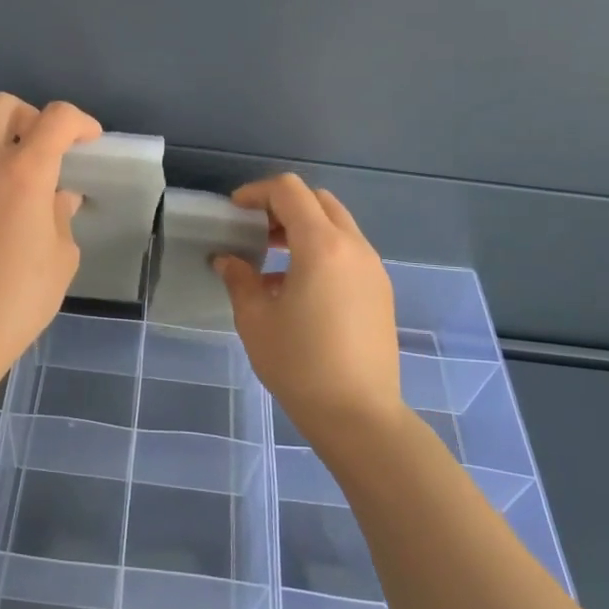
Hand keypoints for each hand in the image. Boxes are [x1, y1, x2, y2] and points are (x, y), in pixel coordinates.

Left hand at [0, 94, 101, 398]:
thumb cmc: (19, 296)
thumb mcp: (61, 257)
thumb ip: (60, 217)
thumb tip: (56, 199)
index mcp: (24, 172)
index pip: (55, 118)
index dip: (80, 122)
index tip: (90, 143)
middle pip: (1, 105)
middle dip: (30, 115)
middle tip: (47, 150)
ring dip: (7, 151)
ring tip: (27, 196)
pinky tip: (1, 221)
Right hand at [213, 174, 408, 447]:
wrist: (359, 416)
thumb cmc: (300, 365)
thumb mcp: (256, 320)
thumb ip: (240, 279)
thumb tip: (228, 260)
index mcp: (322, 246)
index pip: (290, 191)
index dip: (257, 192)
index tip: (234, 211)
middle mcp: (353, 247)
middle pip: (318, 201)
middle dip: (283, 206)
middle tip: (255, 232)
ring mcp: (373, 268)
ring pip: (337, 225)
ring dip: (303, 229)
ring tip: (272, 261)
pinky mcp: (381, 291)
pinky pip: (348, 251)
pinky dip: (321, 250)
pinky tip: (298, 288)